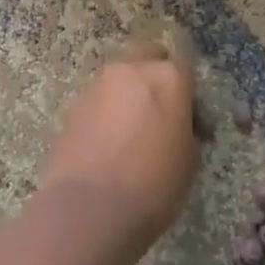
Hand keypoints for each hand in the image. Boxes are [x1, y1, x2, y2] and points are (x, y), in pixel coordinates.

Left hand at [40, 40, 197, 248]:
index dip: (190, 90)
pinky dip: (106, 112)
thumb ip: (185, 128)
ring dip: (128, 94)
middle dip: (155, 76)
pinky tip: (108, 143)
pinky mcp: (73, 106)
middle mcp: (132, 70)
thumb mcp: (189, 158)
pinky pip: (99, 100)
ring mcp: (98, 85)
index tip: (192, 119)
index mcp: (168, 77)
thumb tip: (176, 124)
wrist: (89, 208)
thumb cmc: (153, 183)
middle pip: (148, 56)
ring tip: (131, 133)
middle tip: (160, 112)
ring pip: (120, 78)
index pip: (185, 63)